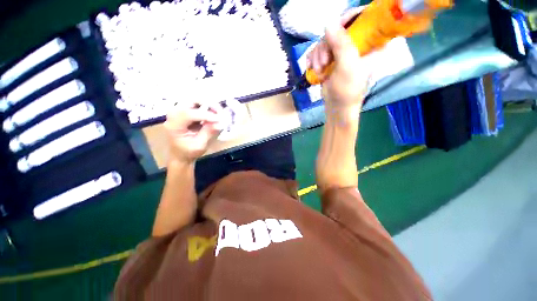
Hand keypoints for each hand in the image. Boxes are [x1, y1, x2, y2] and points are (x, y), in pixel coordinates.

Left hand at [164, 103, 222, 163]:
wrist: (180, 154)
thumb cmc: (188, 152)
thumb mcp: (200, 145)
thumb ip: (208, 133)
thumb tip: (220, 123)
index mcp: (174, 125)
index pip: (189, 114)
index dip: (206, 115)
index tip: (220, 119)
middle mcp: (174, 114)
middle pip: (190, 100)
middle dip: (208, 103)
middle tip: (220, 111)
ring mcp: (179, 111)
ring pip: (195, 100)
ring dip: (208, 104)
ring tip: (218, 113)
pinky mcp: (185, 111)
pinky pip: (197, 104)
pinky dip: (207, 107)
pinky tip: (214, 114)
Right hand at [306, 9, 370, 114]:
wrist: (336, 107)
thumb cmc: (347, 90)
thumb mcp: (347, 67)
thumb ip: (341, 45)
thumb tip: (328, 24)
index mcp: (370, 43)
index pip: (363, 18)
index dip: (348, 19)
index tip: (335, 31)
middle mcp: (356, 44)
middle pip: (338, 29)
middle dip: (326, 46)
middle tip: (325, 62)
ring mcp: (341, 51)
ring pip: (325, 41)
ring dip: (318, 56)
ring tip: (319, 71)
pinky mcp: (330, 59)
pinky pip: (318, 51)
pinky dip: (313, 59)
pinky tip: (311, 68)